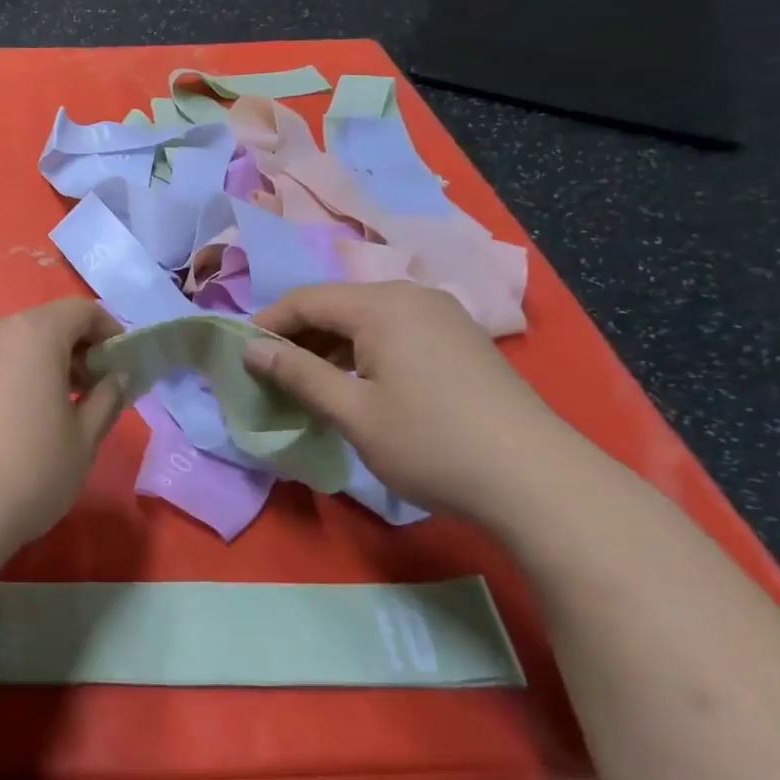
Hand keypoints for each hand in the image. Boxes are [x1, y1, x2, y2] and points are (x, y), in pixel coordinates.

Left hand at [0, 299, 125, 555]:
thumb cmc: (31, 472)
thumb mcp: (85, 439)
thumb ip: (108, 397)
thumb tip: (118, 376)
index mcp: (34, 334)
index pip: (81, 310)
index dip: (109, 331)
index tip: (120, 366)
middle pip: (46, 324)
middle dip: (75, 349)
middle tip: (92, 392)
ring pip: (14, 344)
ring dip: (42, 363)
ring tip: (54, 409)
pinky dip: (11, 377)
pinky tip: (13, 422)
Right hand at [245, 282, 586, 524]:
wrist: (539, 482)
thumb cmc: (432, 443)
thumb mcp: (353, 412)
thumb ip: (298, 374)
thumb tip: (250, 349)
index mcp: (381, 305)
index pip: (305, 300)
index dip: (267, 324)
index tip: (241, 356)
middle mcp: (412, 298)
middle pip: (337, 305)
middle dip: (298, 336)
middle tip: (271, 374)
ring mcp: (443, 317)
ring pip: (366, 319)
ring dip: (330, 346)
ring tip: (308, 384)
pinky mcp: (461, 342)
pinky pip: (395, 332)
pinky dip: (364, 352)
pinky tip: (357, 386)